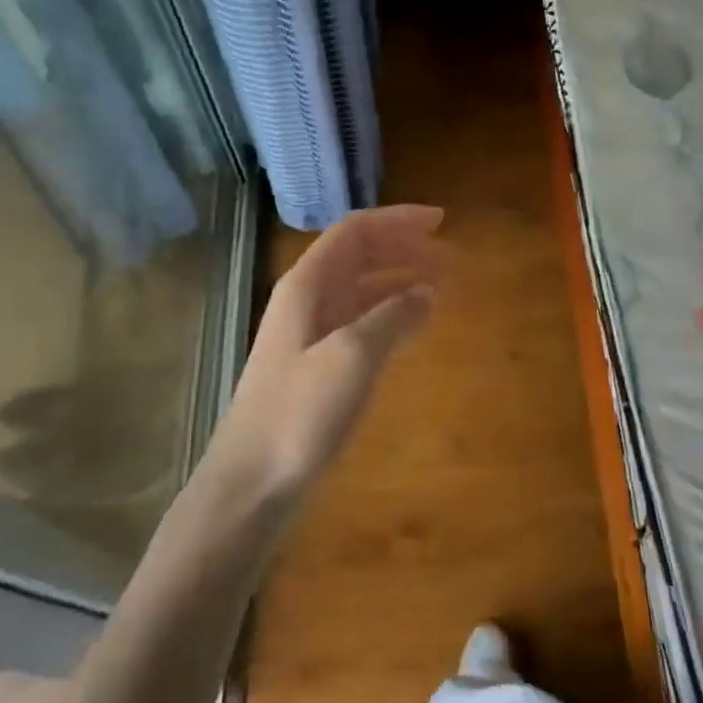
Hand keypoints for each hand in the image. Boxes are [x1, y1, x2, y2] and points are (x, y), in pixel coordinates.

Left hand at [213, 205, 444, 498]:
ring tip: (440, 289)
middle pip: (359, 256)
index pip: (355, 231)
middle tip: (450, 261)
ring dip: (400, 282)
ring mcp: (310, 334)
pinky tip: (413, 327)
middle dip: (404, 250)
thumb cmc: (299, 412)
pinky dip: (390, 316)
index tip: (442, 223)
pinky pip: (360, 324)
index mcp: (307, 285)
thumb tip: (426, 292)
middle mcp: (307, 300)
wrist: (251, 481)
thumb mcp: (352, 356)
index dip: (398, 220)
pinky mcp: (316, 367)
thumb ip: (391, 317)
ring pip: (361, 290)